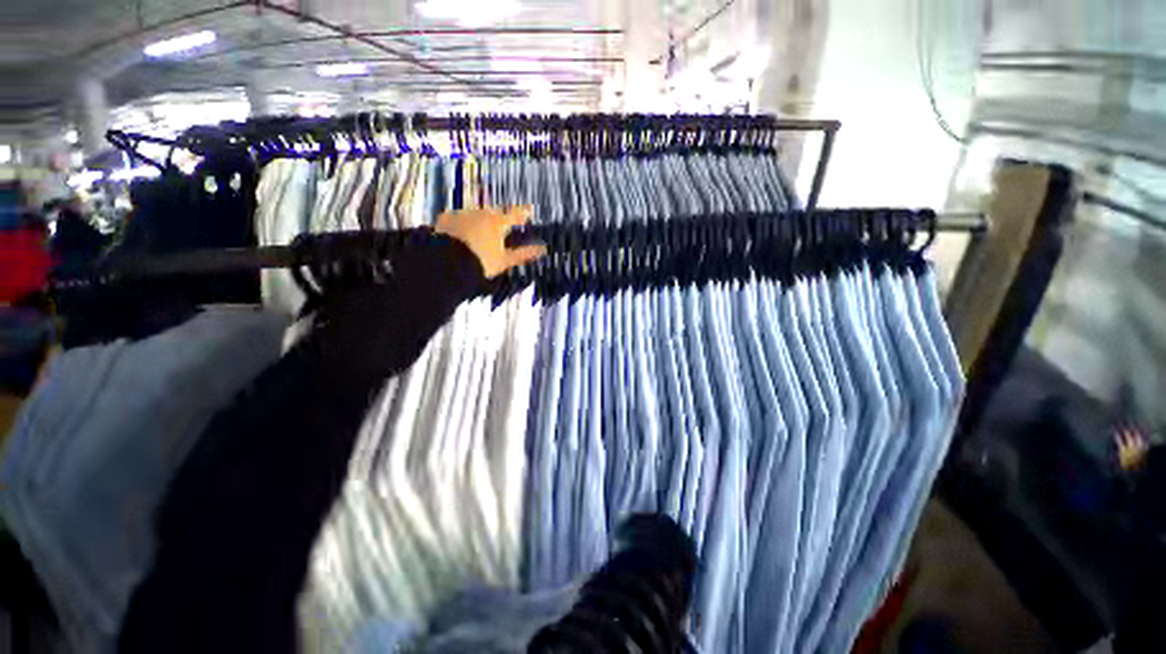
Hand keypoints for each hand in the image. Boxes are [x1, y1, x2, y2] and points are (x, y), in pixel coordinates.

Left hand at [435, 206, 545, 278]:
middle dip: (500, 217)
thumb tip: (543, 249)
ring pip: (476, 213)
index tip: (530, 210)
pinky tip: (461, 232)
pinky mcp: (445, 217)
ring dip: (481, 219)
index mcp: (497, 223)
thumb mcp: (504, 261)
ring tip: (480, 231)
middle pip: (494, 212)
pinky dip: (463, 223)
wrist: (446, 264)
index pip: (515, 214)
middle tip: (502, 225)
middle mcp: (480, 213)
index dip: (524, 212)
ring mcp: (462, 213)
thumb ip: (523, 254)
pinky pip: (458, 217)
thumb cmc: (481, 263)